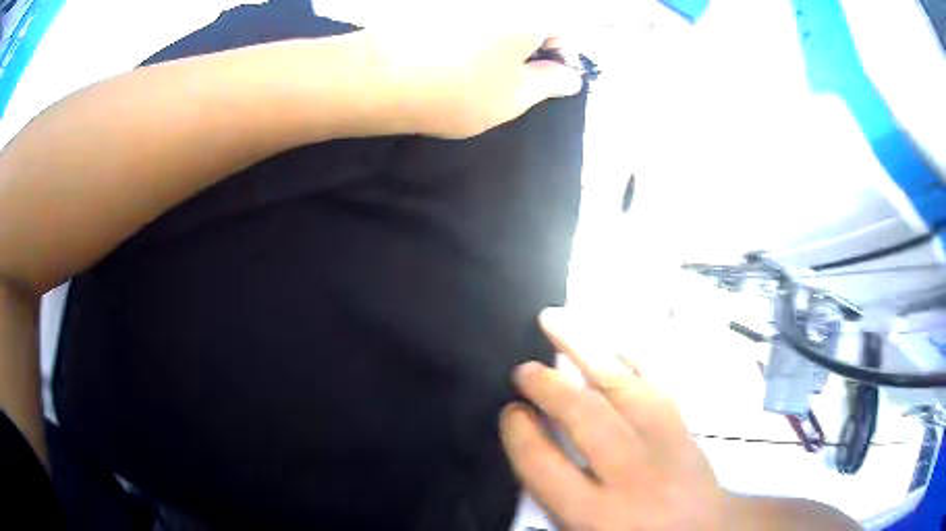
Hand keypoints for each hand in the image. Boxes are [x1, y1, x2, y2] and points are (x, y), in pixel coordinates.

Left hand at [368, 5, 583, 138]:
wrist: (380, 79)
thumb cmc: (460, 90)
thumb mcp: (516, 96)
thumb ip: (551, 83)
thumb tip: (571, 76)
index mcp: (529, 14)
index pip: (564, 31)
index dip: (563, 59)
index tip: (551, 84)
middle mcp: (499, 0)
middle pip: (530, 22)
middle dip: (532, 51)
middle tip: (517, 83)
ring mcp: (464, 2)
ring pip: (499, 22)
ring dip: (502, 45)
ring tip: (484, 75)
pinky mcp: (434, 8)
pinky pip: (469, 22)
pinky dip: (474, 39)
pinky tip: (457, 60)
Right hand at [500, 307, 728, 529]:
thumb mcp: (583, 530)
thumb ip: (555, 496)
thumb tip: (529, 445)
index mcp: (597, 514)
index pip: (544, 464)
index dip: (519, 432)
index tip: (510, 412)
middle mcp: (632, 475)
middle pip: (584, 416)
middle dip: (548, 385)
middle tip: (524, 369)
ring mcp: (665, 444)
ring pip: (622, 386)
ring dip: (585, 349)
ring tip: (555, 320)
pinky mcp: (687, 426)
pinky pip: (658, 382)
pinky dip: (634, 358)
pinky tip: (615, 344)